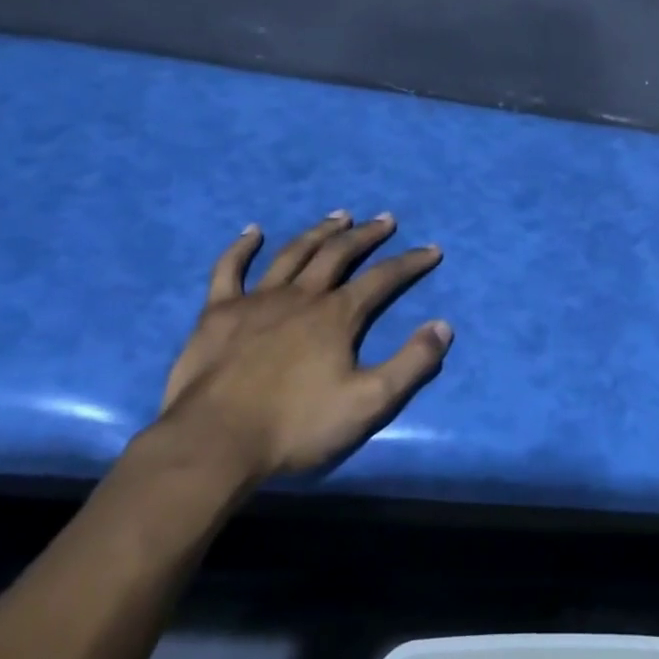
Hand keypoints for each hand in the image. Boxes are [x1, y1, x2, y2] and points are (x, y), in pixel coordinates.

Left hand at [158, 211, 451, 487]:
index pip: (383, 278)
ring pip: (294, 254)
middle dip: (366, 235)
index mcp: (337, 315)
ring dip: (319, 232)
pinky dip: (241, 247)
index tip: (432, 249)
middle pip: (338, 254)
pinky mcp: (218, 313)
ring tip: (339, 216)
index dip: (410, 262)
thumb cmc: (296, 426)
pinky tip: (253, 231)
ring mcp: (256, 300)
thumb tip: (443, 326)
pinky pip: (229, 269)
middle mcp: (301, 296)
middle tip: (385, 219)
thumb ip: (411, 364)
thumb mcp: (369, 402)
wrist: (215, 442)